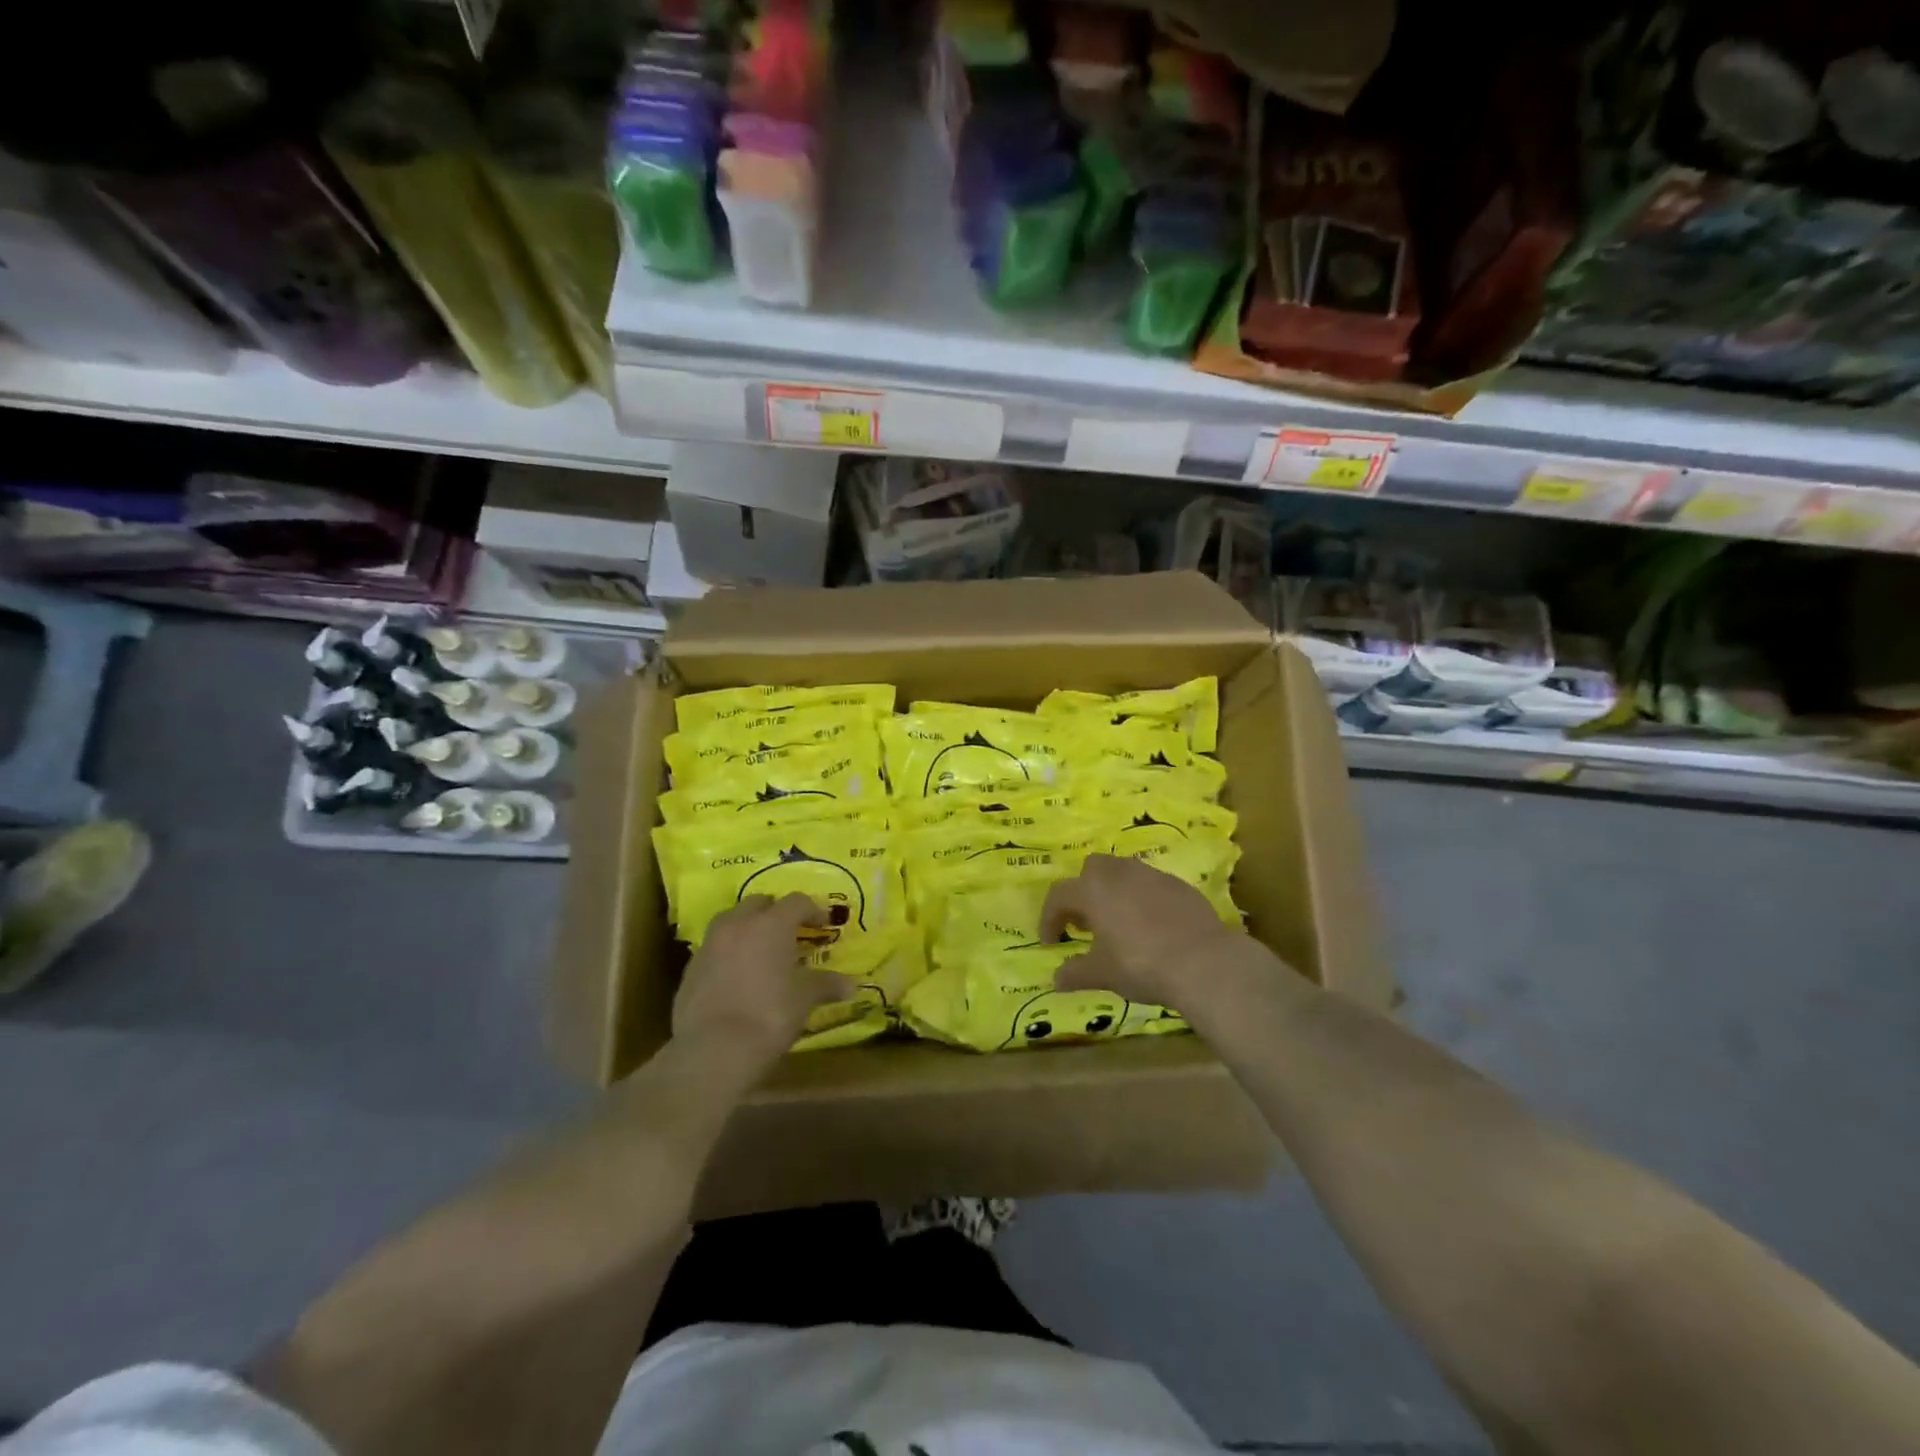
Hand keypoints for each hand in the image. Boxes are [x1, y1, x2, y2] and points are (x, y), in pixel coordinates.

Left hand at [672, 894, 851, 1068]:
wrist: (713, 1050)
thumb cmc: (769, 1015)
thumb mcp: (805, 999)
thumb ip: (826, 985)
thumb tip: (851, 985)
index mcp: (772, 924)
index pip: (797, 901)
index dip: (812, 910)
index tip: (822, 925)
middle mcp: (739, 924)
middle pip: (759, 903)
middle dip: (775, 912)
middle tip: (789, 933)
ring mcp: (710, 944)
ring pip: (731, 921)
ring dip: (747, 928)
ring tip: (760, 950)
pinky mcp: (690, 968)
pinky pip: (714, 948)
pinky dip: (727, 953)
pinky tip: (736, 976)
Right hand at [1040, 855, 1282, 1026]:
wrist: (1203, 961)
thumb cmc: (1140, 964)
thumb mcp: (1102, 974)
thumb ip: (1075, 973)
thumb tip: (1056, 979)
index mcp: (1092, 890)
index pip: (1059, 895)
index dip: (1050, 918)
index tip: (1051, 942)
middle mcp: (1119, 873)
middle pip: (1091, 869)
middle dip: (1083, 891)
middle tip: (1086, 923)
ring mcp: (1152, 875)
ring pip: (1123, 872)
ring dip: (1113, 892)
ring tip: (1118, 924)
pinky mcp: (1179, 885)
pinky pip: (1151, 885)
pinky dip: (1143, 900)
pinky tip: (1152, 927)